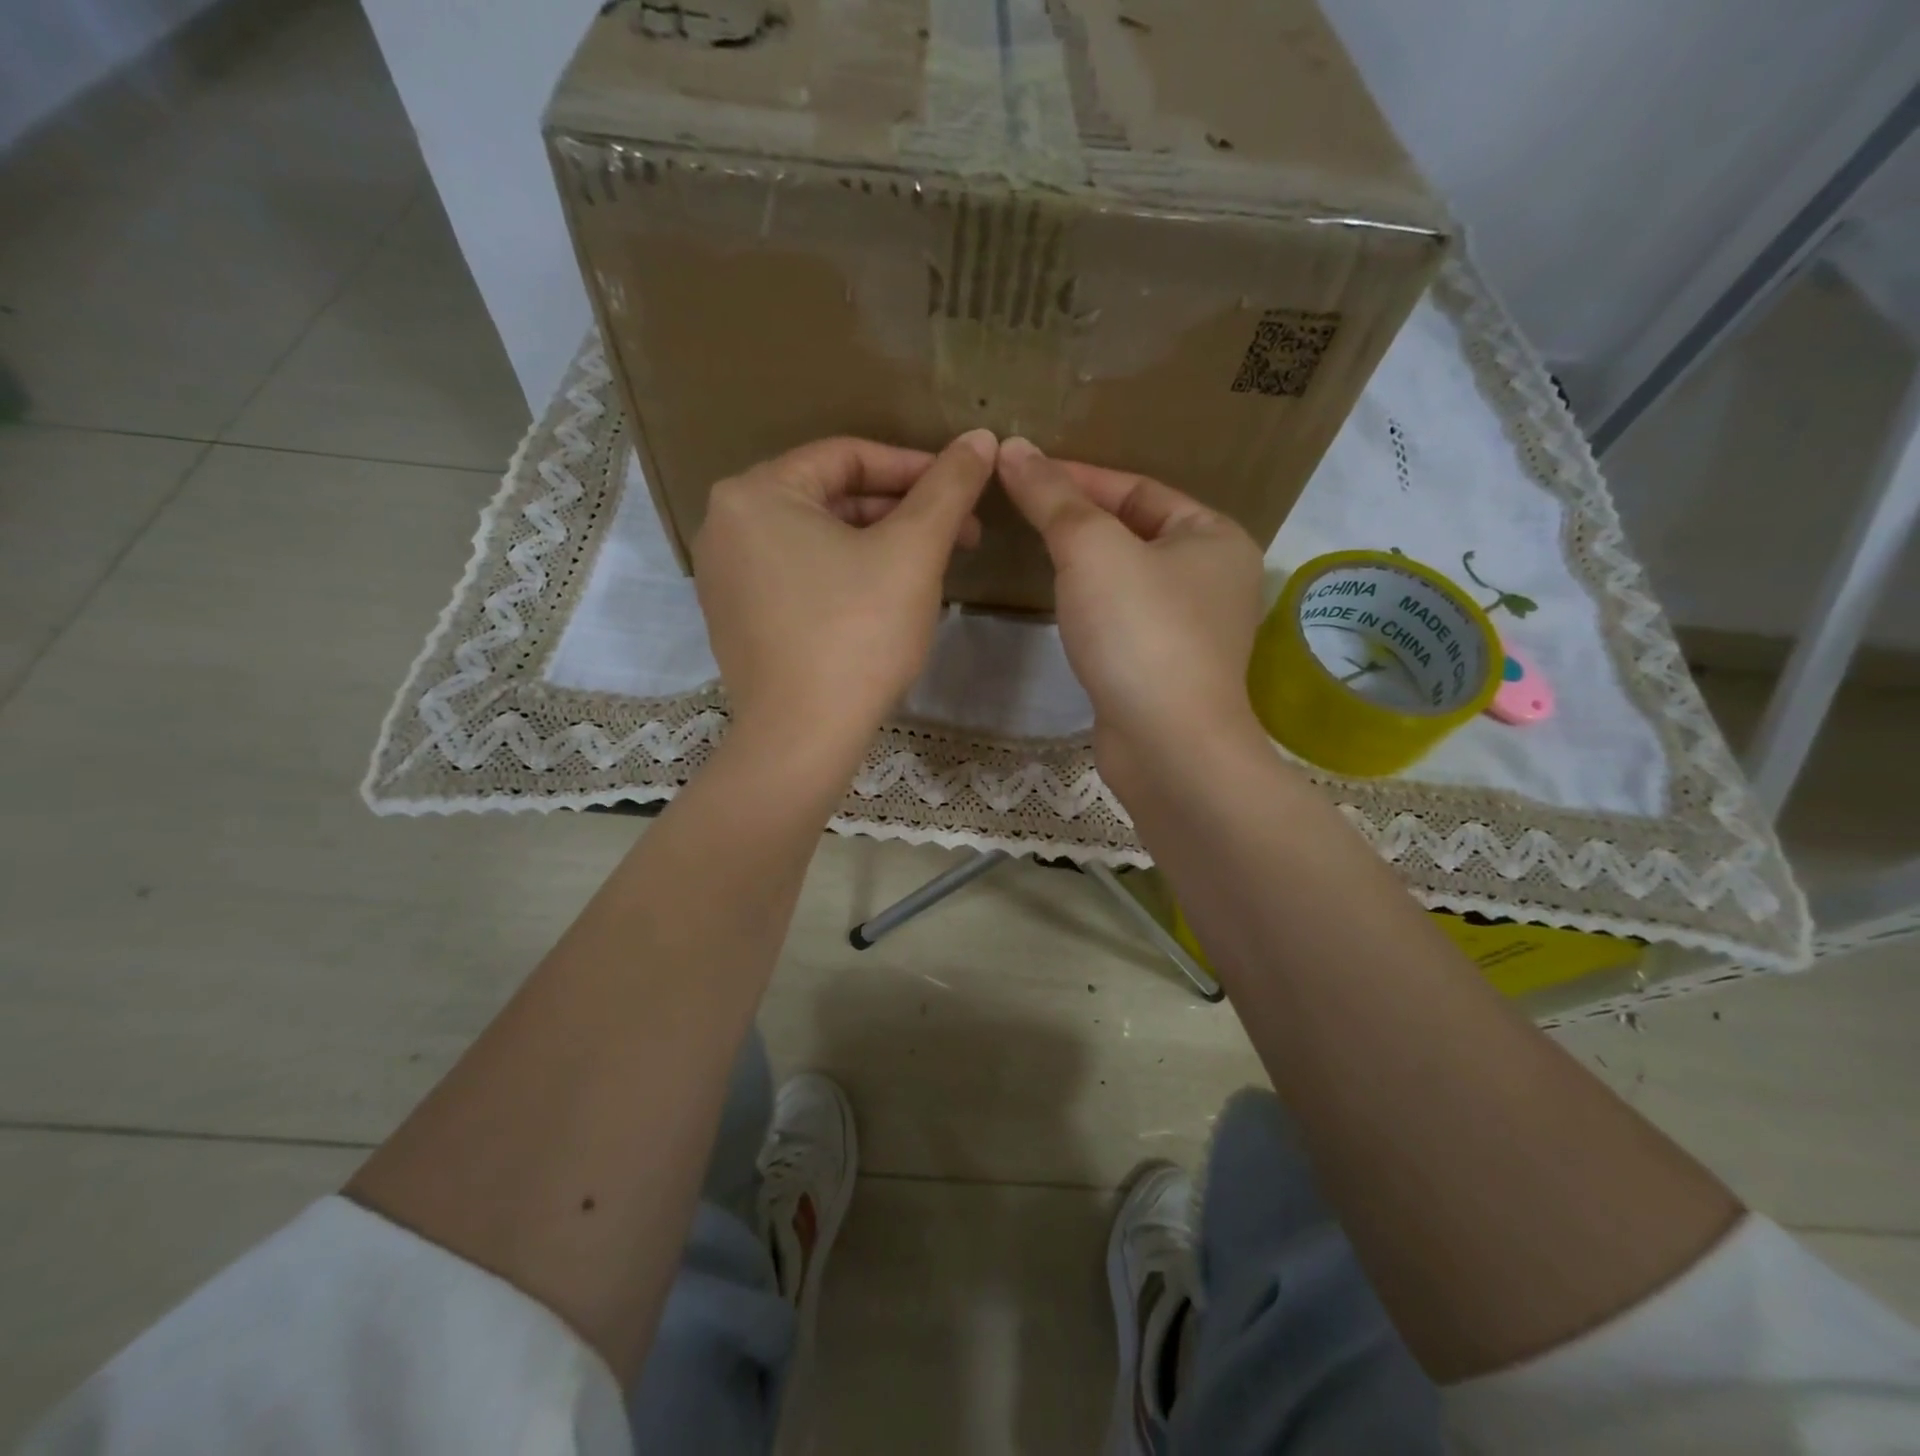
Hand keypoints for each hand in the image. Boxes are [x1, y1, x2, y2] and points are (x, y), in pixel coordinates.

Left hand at [693, 431, 995, 754]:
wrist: (803, 737)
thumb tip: (981, 438)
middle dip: (902, 513)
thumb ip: (949, 487)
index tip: (965, 488)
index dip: (916, 468)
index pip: (849, 457)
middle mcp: (727, 525)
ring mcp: (726, 577)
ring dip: (880, 546)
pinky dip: (847, 576)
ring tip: (932, 568)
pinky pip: (801, 577)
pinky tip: (887, 600)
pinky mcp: (738, 619)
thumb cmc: (857, 634)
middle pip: (832, 499)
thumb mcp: (913, 551)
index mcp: (756, 493)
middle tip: (960, 536)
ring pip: (820, 541)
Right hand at [997, 437, 1266, 794]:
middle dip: (1079, 518)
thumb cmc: (1139, 631)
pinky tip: (1060, 603)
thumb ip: (1053, 496)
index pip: (1138, 488)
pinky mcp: (1165, 668)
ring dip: (1083, 563)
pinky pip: (1123, 618)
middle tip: (1020, 509)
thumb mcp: (1092, 549)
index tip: (1022, 471)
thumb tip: (1014, 448)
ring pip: (1127, 577)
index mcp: (1215, 536)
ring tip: (1032, 548)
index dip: (1078, 475)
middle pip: (1134, 530)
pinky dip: (1091, 605)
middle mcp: (1214, 578)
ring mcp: (1192, 628)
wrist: (1166, 745)